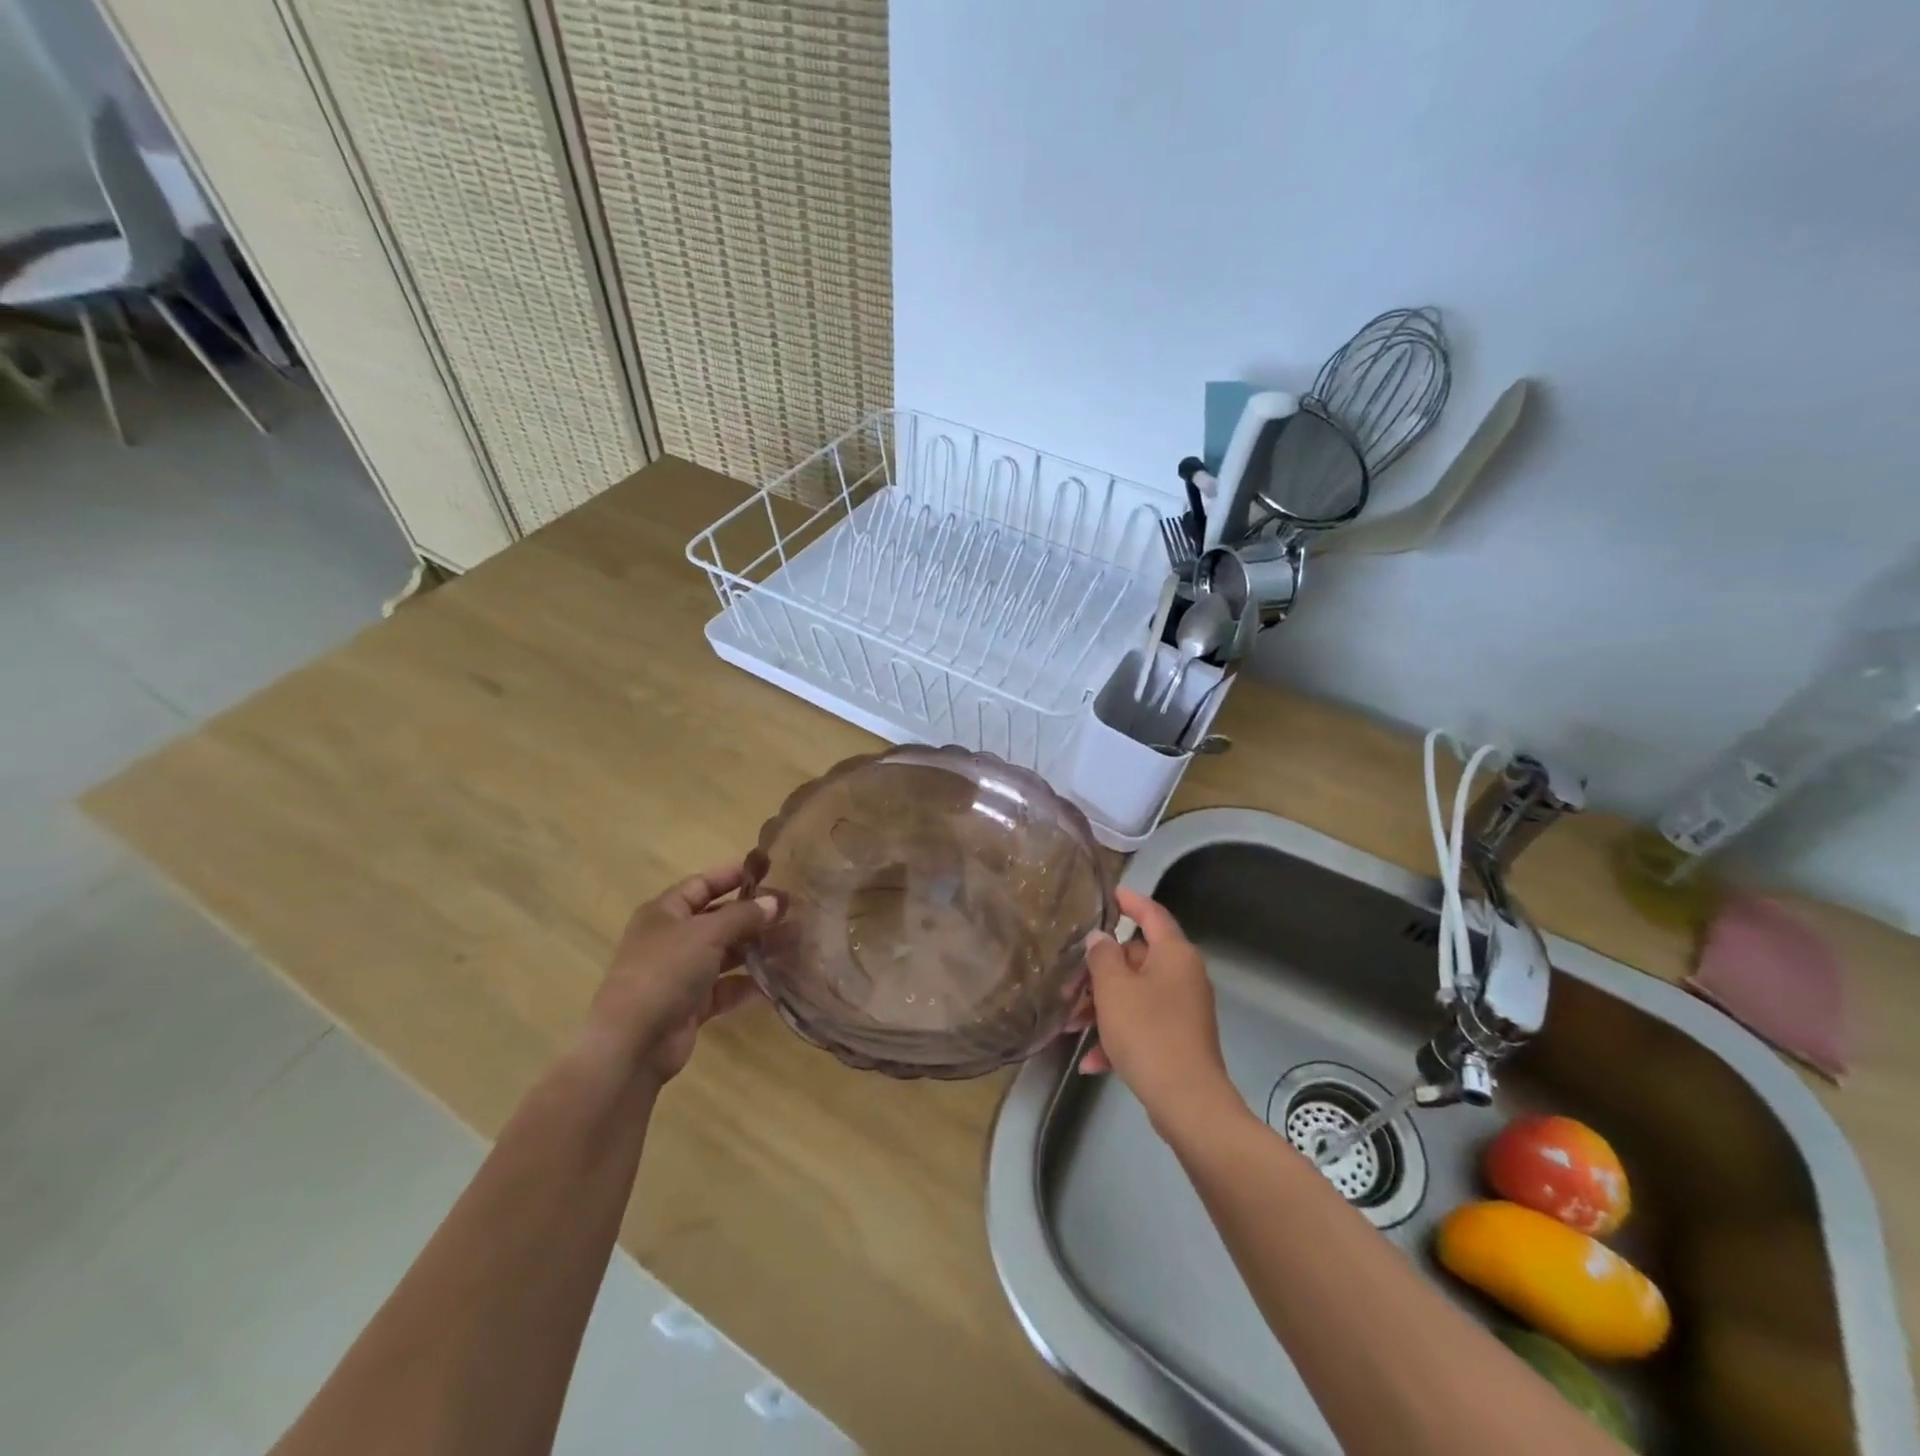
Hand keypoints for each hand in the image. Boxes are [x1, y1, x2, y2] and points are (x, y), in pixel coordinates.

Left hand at [584, 862, 778, 1087]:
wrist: (633, 1042)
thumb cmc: (665, 971)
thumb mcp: (707, 933)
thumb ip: (743, 915)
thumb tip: (775, 902)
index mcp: (664, 913)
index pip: (702, 884)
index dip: (732, 875)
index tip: (769, 870)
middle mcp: (671, 940)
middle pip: (717, 919)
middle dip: (752, 914)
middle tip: (790, 909)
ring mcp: (680, 974)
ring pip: (725, 954)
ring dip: (755, 948)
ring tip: (794, 941)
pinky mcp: (691, 1006)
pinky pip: (725, 988)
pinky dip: (748, 984)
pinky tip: (778, 980)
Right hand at [1080, 888, 1241, 1137]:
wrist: (1187, 1102)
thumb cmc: (1148, 1032)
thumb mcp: (1114, 989)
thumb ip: (1102, 956)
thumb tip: (1101, 939)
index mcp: (1174, 954)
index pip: (1152, 914)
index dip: (1131, 901)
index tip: (1110, 894)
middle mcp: (1183, 976)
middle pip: (1136, 958)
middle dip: (1100, 972)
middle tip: (1069, 985)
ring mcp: (1183, 1010)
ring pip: (1135, 994)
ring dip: (1102, 1007)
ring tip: (1071, 1026)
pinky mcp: (1179, 1040)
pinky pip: (1142, 1025)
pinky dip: (1118, 1036)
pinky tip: (1092, 1061)